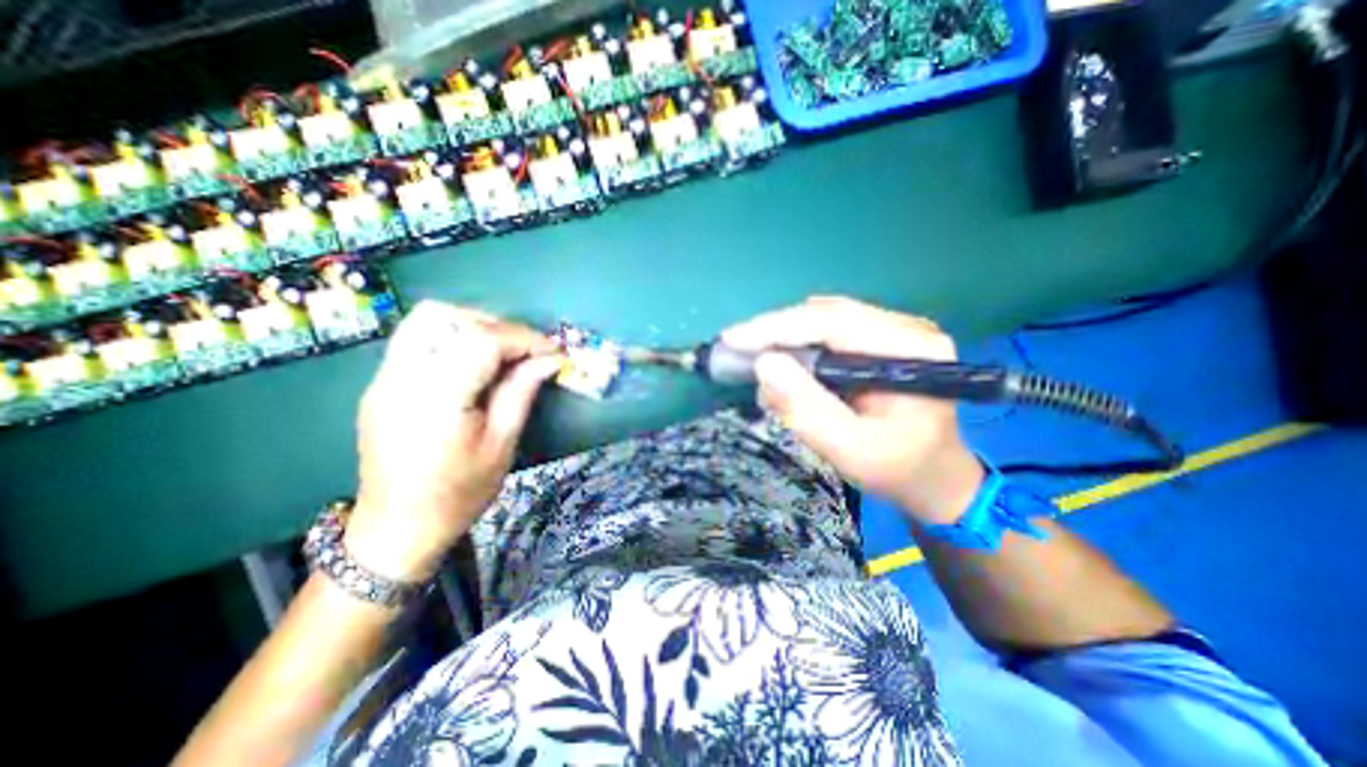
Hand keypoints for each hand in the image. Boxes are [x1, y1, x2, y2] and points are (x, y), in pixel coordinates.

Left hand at [344, 302, 563, 578]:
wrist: (397, 528)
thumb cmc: (459, 493)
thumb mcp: (502, 445)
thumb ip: (522, 392)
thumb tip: (551, 359)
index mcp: (435, 399)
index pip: (481, 341)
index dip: (524, 338)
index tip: (553, 351)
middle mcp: (400, 378)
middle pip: (444, 316)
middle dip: (495, 325)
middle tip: (525, 350)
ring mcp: (384, 378)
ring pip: (425, 320)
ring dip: (470, 325)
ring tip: (502, 351)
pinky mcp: (381, 383)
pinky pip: (417, 339)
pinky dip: (453, 338)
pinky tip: (475, 364)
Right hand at [725, 298, 981, 522]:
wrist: (935, 478)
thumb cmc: (898, 470)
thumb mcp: (852, 451)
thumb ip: (808, 410)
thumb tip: (764, 365)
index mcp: (910, 350)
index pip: (834, 322)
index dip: (777, 327)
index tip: (732, 339)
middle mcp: (905, 328)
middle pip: (826, 316)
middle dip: (775, 333)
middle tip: (735, 352)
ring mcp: (894, 331)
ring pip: (823, 322)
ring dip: (785, 341)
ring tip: (757, 365)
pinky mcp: (879, 341)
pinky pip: (828, 334)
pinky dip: (799, 349)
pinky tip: (786, 370)